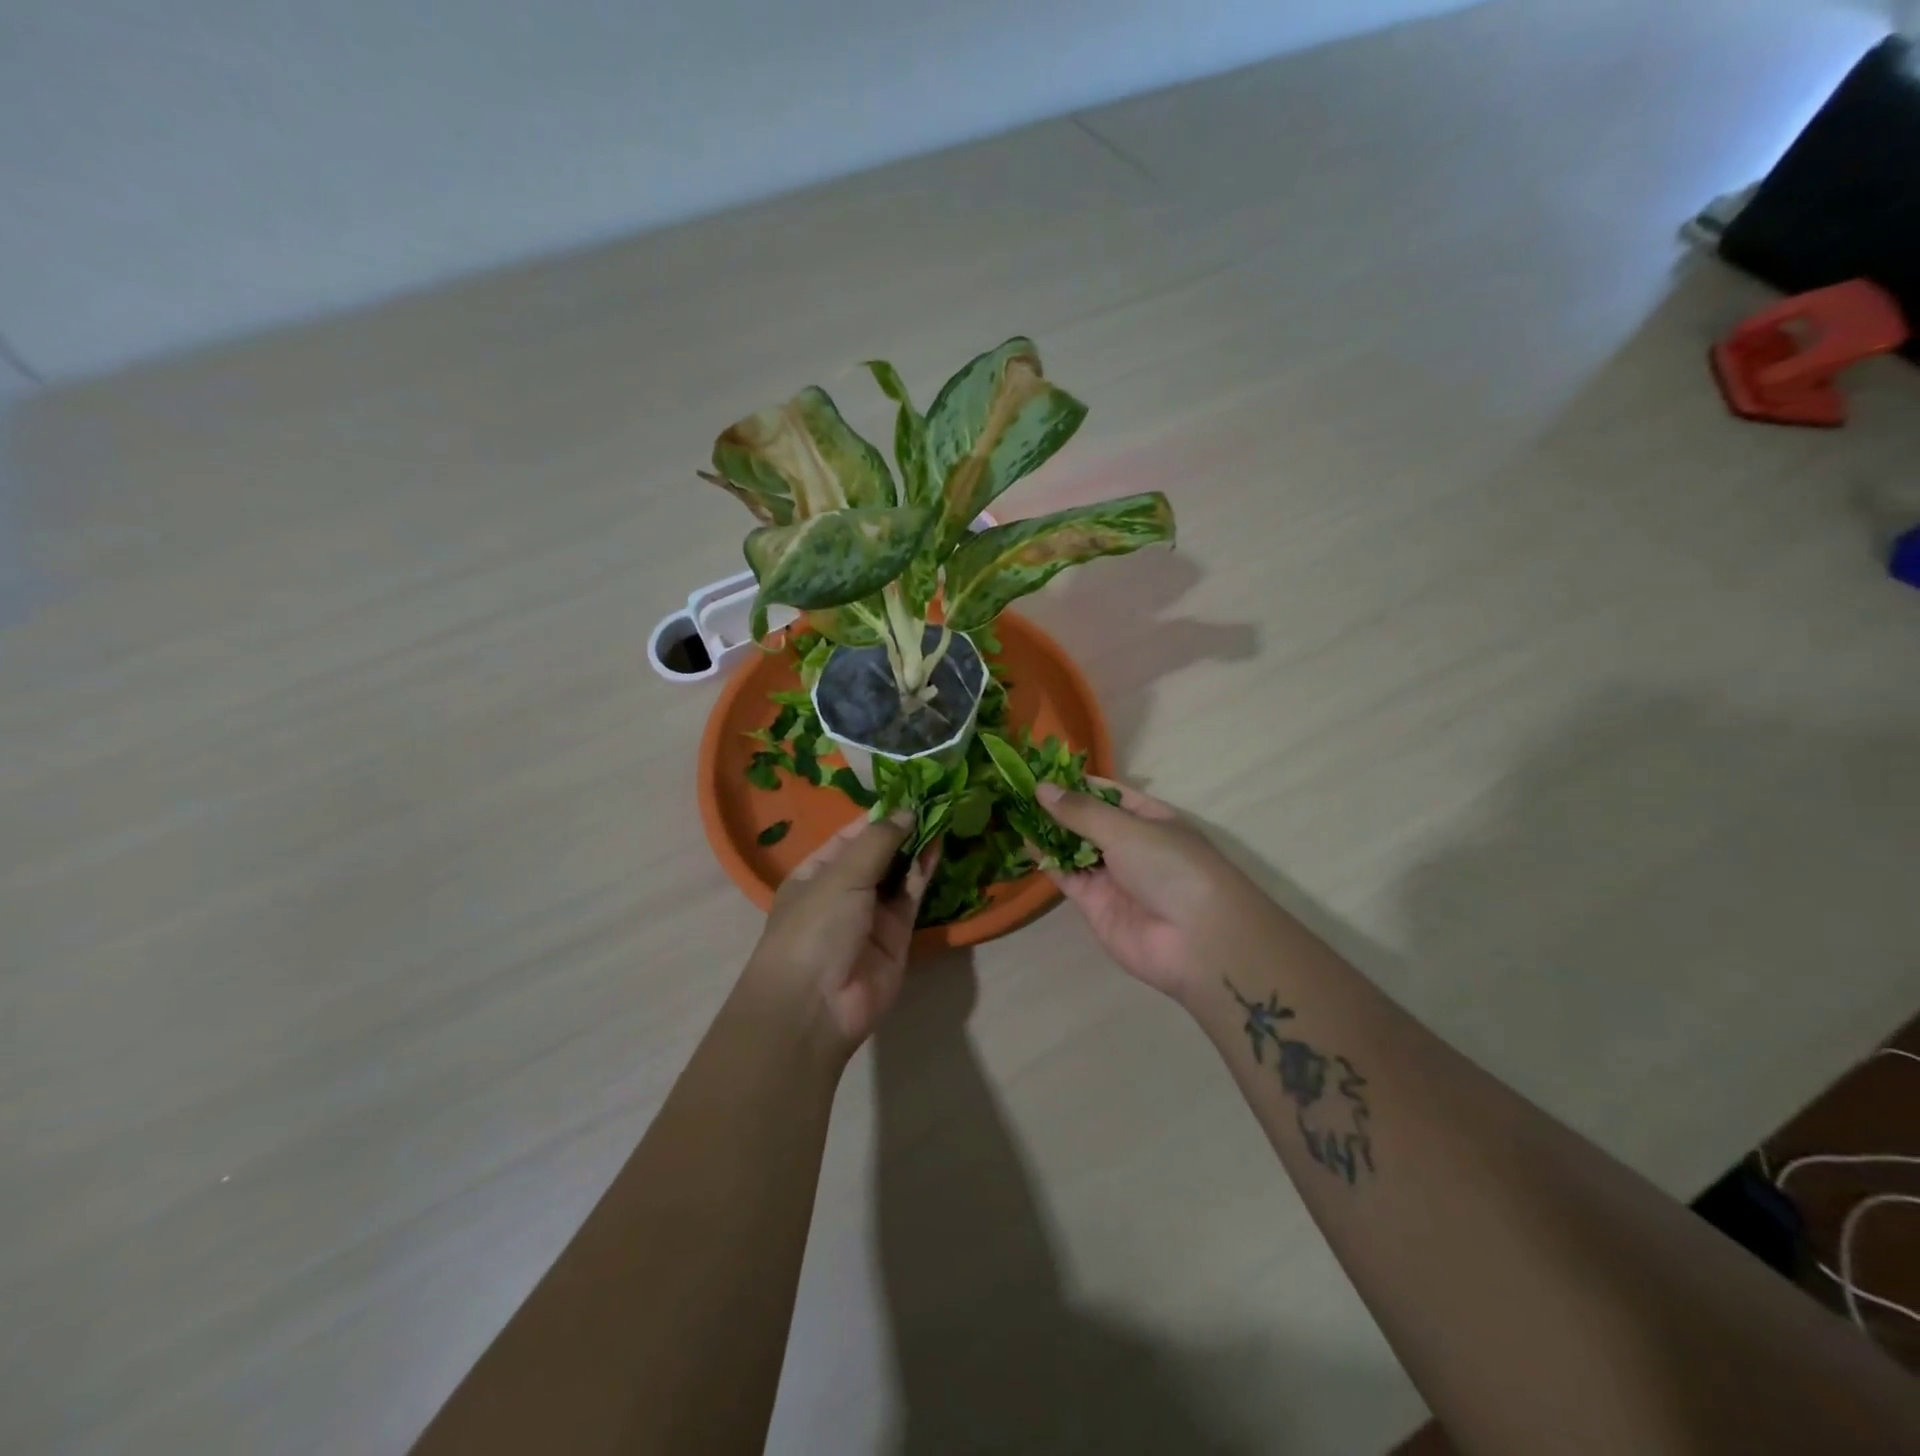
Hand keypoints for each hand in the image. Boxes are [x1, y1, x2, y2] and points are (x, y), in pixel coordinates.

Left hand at [744, 812, 937, 1054]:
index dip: (879, 815)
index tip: (911, 792)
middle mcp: (844, 891)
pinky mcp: (898, 936)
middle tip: (936, 799)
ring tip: (944, 814)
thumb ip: (877, 842)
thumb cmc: (814, 928)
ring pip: (899, 874)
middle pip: (878, 853)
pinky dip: (925, 872)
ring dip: (917, 847)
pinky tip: (939, 845)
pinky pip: (912, 897)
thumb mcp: (840, 876)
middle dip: (903, 829)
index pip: (850, 836)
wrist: (816, 1007)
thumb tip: (907, 811)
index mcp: (816, 873)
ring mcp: (871, 915)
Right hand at [1037, 778, 1263, 1001]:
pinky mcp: (1095, 903)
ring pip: (1073, 848)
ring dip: (1048, 832)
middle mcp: (1130, 844)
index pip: (1108, 793)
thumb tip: (1042, 787)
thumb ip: (1081, 811)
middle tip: (1017, 789)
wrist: (1195, 940)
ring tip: (1013, 809)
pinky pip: (1067, 876)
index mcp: (1149, 818)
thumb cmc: (1170, 867)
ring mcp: (1112, 875)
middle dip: (1057, 807)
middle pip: (1087, 821)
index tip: (1040, 768)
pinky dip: (1048, 860)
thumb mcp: (1126, 829)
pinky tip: (1024, 841)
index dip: (1076, 781)